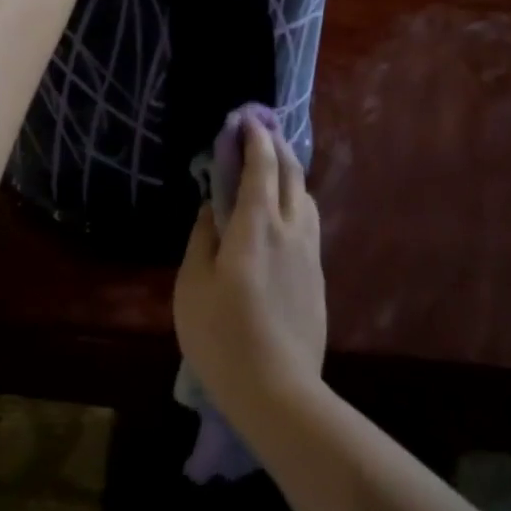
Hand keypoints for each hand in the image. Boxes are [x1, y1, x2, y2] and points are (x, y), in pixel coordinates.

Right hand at [174, 118, 326, 422]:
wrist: (278, 392)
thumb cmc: (222, 335)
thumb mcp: (192, 284)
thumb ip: (202, 237)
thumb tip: (212, 209)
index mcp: (257, 224)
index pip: (261, 166)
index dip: (254, 138)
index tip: (245, 119)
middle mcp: (291, 229)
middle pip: (292, 174)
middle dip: (277, 147)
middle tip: (261, 132)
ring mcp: (310, 254)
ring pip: (306, 198)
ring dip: (291, 174)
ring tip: (274, 169)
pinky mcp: (317, 278)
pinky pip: (309, 224)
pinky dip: (296, 203)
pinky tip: (284, 215)